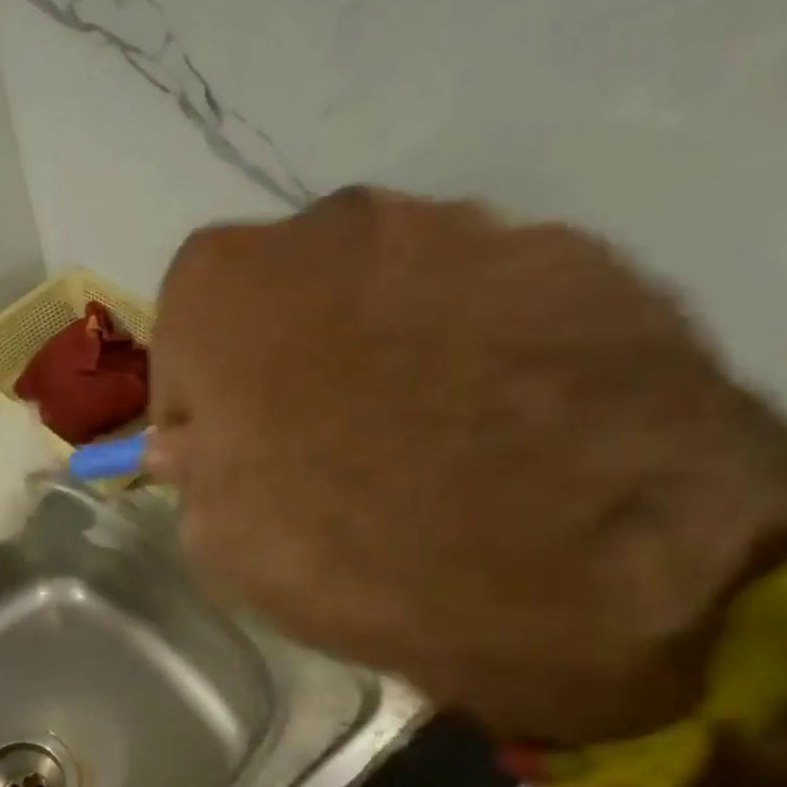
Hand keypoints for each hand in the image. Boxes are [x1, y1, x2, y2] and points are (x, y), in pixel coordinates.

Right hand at [146, 188, 786, 744]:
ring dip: (379, 353)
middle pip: (284, 302)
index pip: (183, 338)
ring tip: (424, 441)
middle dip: (284, 366)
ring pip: (384, 293)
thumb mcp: (225, 545)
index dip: (199, 406)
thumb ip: (195, 476)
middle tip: (318, 448)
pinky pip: (483, 304)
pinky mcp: (575, 253)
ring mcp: (465, 225)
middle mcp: (334, 224)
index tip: (226, 461)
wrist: (603, 562)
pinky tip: (503, 428)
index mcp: (226, 286)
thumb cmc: (359, 551)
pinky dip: (473, 352)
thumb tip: (197, 446)